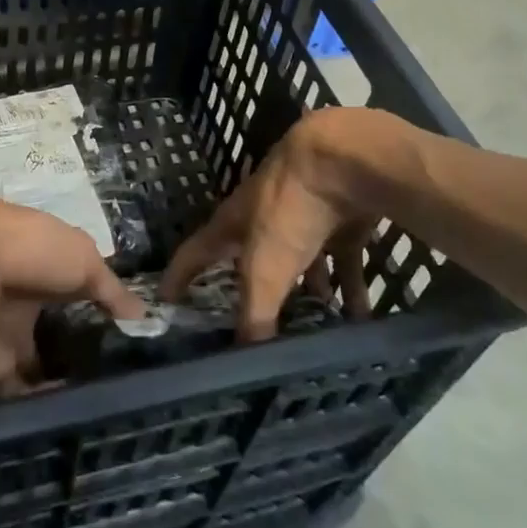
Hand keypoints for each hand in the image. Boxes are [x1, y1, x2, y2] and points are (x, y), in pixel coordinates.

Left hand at [0, 188, 146, 395]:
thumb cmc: (32, 248)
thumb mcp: (84, 259)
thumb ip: (111, 291)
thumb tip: (144, 317)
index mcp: (46, 265)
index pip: (75, 293)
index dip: (100, 315)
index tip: (131, 345)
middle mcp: (25, 300)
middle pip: (56, 335)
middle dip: (82, 359)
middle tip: (122, 389)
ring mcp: (6, 336)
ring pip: (38, 369)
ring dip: (64, 389)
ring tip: (106, 415)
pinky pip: (19, 397)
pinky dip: (42, 410)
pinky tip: (74, 423)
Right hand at [159, 107, 426, 339]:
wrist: (342, 160)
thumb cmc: (290, 208)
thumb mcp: (266, 267)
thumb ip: (255, 314)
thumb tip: (245, 367)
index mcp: (234, 222)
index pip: (196, 252)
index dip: (179, 276)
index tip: (165, 300)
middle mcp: (265, 218)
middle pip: (253, 260)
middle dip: (255, 293)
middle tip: (258, 330)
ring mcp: (304, 216)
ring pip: (303, 264)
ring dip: (310, 295)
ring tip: (316, 333)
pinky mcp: (341, 220)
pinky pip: (344, 262)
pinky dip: (350, 290)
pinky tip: (361, 318)